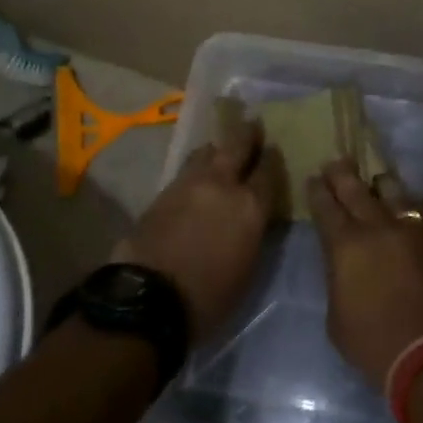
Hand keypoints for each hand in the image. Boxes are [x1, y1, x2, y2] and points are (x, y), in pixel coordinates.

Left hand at [113, 106, 282, 341]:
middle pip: (237, 145)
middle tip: (252, 125)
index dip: (273, 158)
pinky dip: (196, 167)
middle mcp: (222, 184)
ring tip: (220, 150)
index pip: (269, 170)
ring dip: (217, 148)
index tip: (274, 150)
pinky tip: (197, 174)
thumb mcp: (248, 268)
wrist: (149, 297)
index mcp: (250, 206)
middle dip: (247, 134)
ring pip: (207, 151)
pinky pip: (186, 169)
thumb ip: (254, 233)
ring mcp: (189, 184)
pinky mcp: (162, 192)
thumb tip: (253, 217)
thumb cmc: (209, 296)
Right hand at [305, 161, 422, 389]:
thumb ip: (338, 280)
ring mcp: (414, 227)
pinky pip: (422, 207)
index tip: (314, 179)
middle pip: (356, 188)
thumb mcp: (337, 319)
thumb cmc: (378, 346)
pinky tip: (409, 205)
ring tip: (375, 182)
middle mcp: (378, 226)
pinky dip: (410, 203)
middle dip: (342, 173)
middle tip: (336, 163)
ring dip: (379, 184)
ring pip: (393, 189)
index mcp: (345, 246)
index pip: (325, 207)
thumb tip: (345, 264)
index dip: (318, 191)